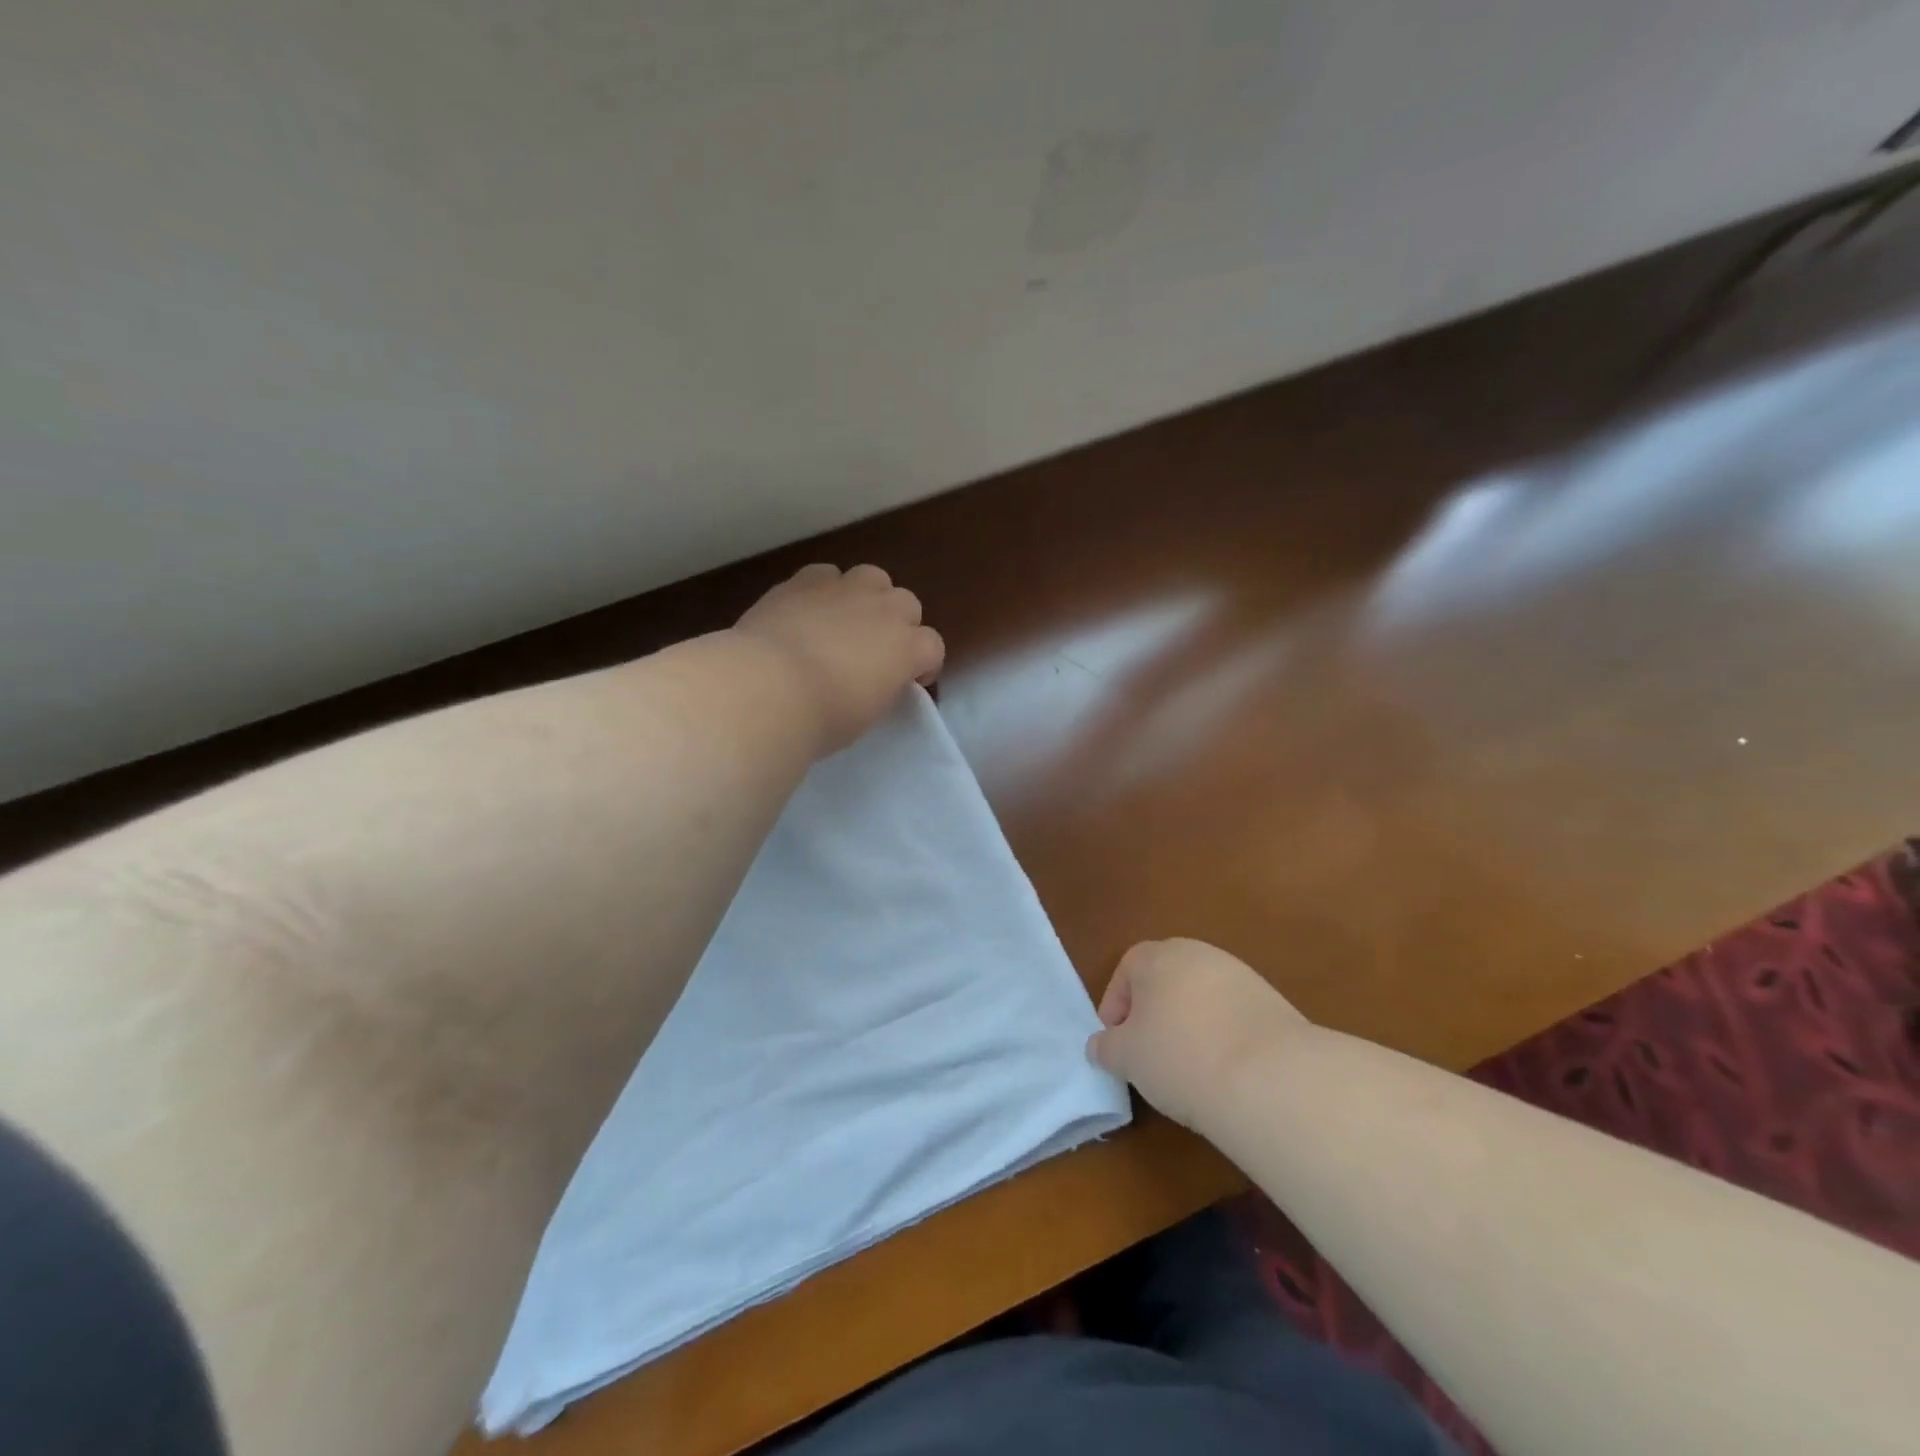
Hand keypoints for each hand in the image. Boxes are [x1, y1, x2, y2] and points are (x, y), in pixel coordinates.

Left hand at [734, 563, 944, 753]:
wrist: (769, 688)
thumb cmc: (824, 717)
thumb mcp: (867, 715)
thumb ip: (880, 689)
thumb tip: (875, 679)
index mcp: (908, 648)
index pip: (933, 648)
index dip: (923, 664)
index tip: (909, 681)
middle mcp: (885, 610)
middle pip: (907, 604)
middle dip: (898, 624)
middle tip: (876, 649)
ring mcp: (846, 589)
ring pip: (873, 578)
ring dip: (867, 597)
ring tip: (845, 621)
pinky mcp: (806, 580)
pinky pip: (826, 575)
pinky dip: (824, 590)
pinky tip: (808, 610)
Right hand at [1088, 938, 1310, 1128]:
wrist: (1270, 1077)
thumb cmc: (1179, 1057)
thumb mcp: (1126, 1058)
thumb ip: (1106, 1047)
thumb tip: (1100, 1045)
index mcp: (1158, 955)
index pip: (1127, 969)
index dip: (1116, 1004)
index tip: (1116, 1041)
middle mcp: (1199, 954)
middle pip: (1166, 978)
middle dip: (1153, 1012)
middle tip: (1148, 1052)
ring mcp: (1240, 976)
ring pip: (1201, 997)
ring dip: (1189, 1024)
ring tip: (1188, 1067)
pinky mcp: (1273, 1004)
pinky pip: (1233, 1016)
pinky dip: (1223, 1036)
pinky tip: (1224, 1071)